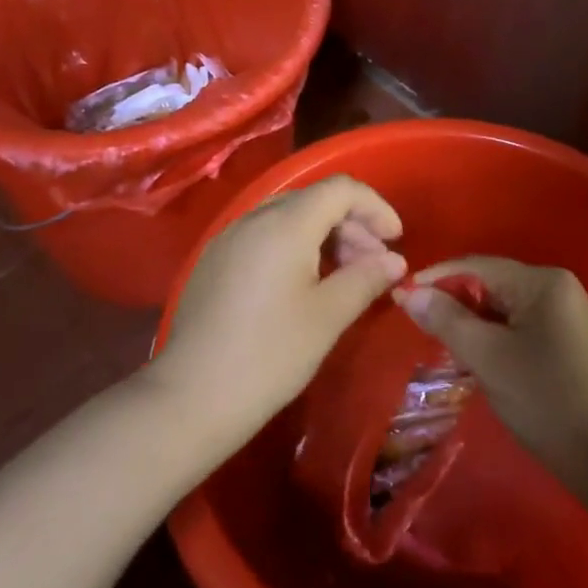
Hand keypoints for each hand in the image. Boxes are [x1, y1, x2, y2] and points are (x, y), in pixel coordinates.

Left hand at [148, 176, 405, 448]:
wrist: (191, 398)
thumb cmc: (270, 354)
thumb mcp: (328, 317)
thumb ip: (366, 278)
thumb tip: (394, 261)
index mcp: (285, 223)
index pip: (341, 189)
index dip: (375, 207)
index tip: (395, 240)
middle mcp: (255, 218)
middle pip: (315, 200)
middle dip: (352, 226)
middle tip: (374, 266)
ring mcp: (229, 237)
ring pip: (289, 217)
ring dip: (325, 237)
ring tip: (343, 277)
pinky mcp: (215, 260)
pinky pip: (265, 236)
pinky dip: (295, 247)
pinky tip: (303, 286)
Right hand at [397, 256, 587, 475]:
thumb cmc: (545, 400)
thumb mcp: (488, 358)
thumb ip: (446, 320)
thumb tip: (408, 293)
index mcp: (541, 282)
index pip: (476, 266)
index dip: (436, 278)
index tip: (400, 297)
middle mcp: (554, 286)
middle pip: (489, 283)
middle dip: (452, 302)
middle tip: (416, 324)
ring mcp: (561, 312)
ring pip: (500, 306)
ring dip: (468, 321)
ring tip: (436, 341)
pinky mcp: (561, 337)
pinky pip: (514, 323)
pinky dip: (489, 335)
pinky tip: (469, 355)